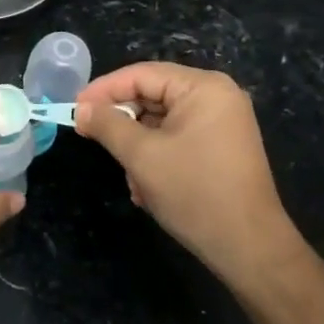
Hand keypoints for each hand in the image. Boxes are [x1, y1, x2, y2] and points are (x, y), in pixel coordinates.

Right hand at [75, 63, 300, 281]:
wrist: (249, 248)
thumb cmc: (194, 192)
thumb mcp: (142, 155)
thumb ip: (107, 125)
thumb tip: (81, 109)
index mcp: (203, 88)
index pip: (141, 75)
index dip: (103, 90)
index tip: (73, 109)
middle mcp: (216, 97)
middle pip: (152, 96)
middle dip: (122, 123)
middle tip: (90, 137)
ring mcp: (221, 124)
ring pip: (160, 122)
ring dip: (137, 147)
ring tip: (130, 177)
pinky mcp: (220, 148)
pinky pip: (176, 139)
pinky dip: (156, 157)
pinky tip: (146, 188)